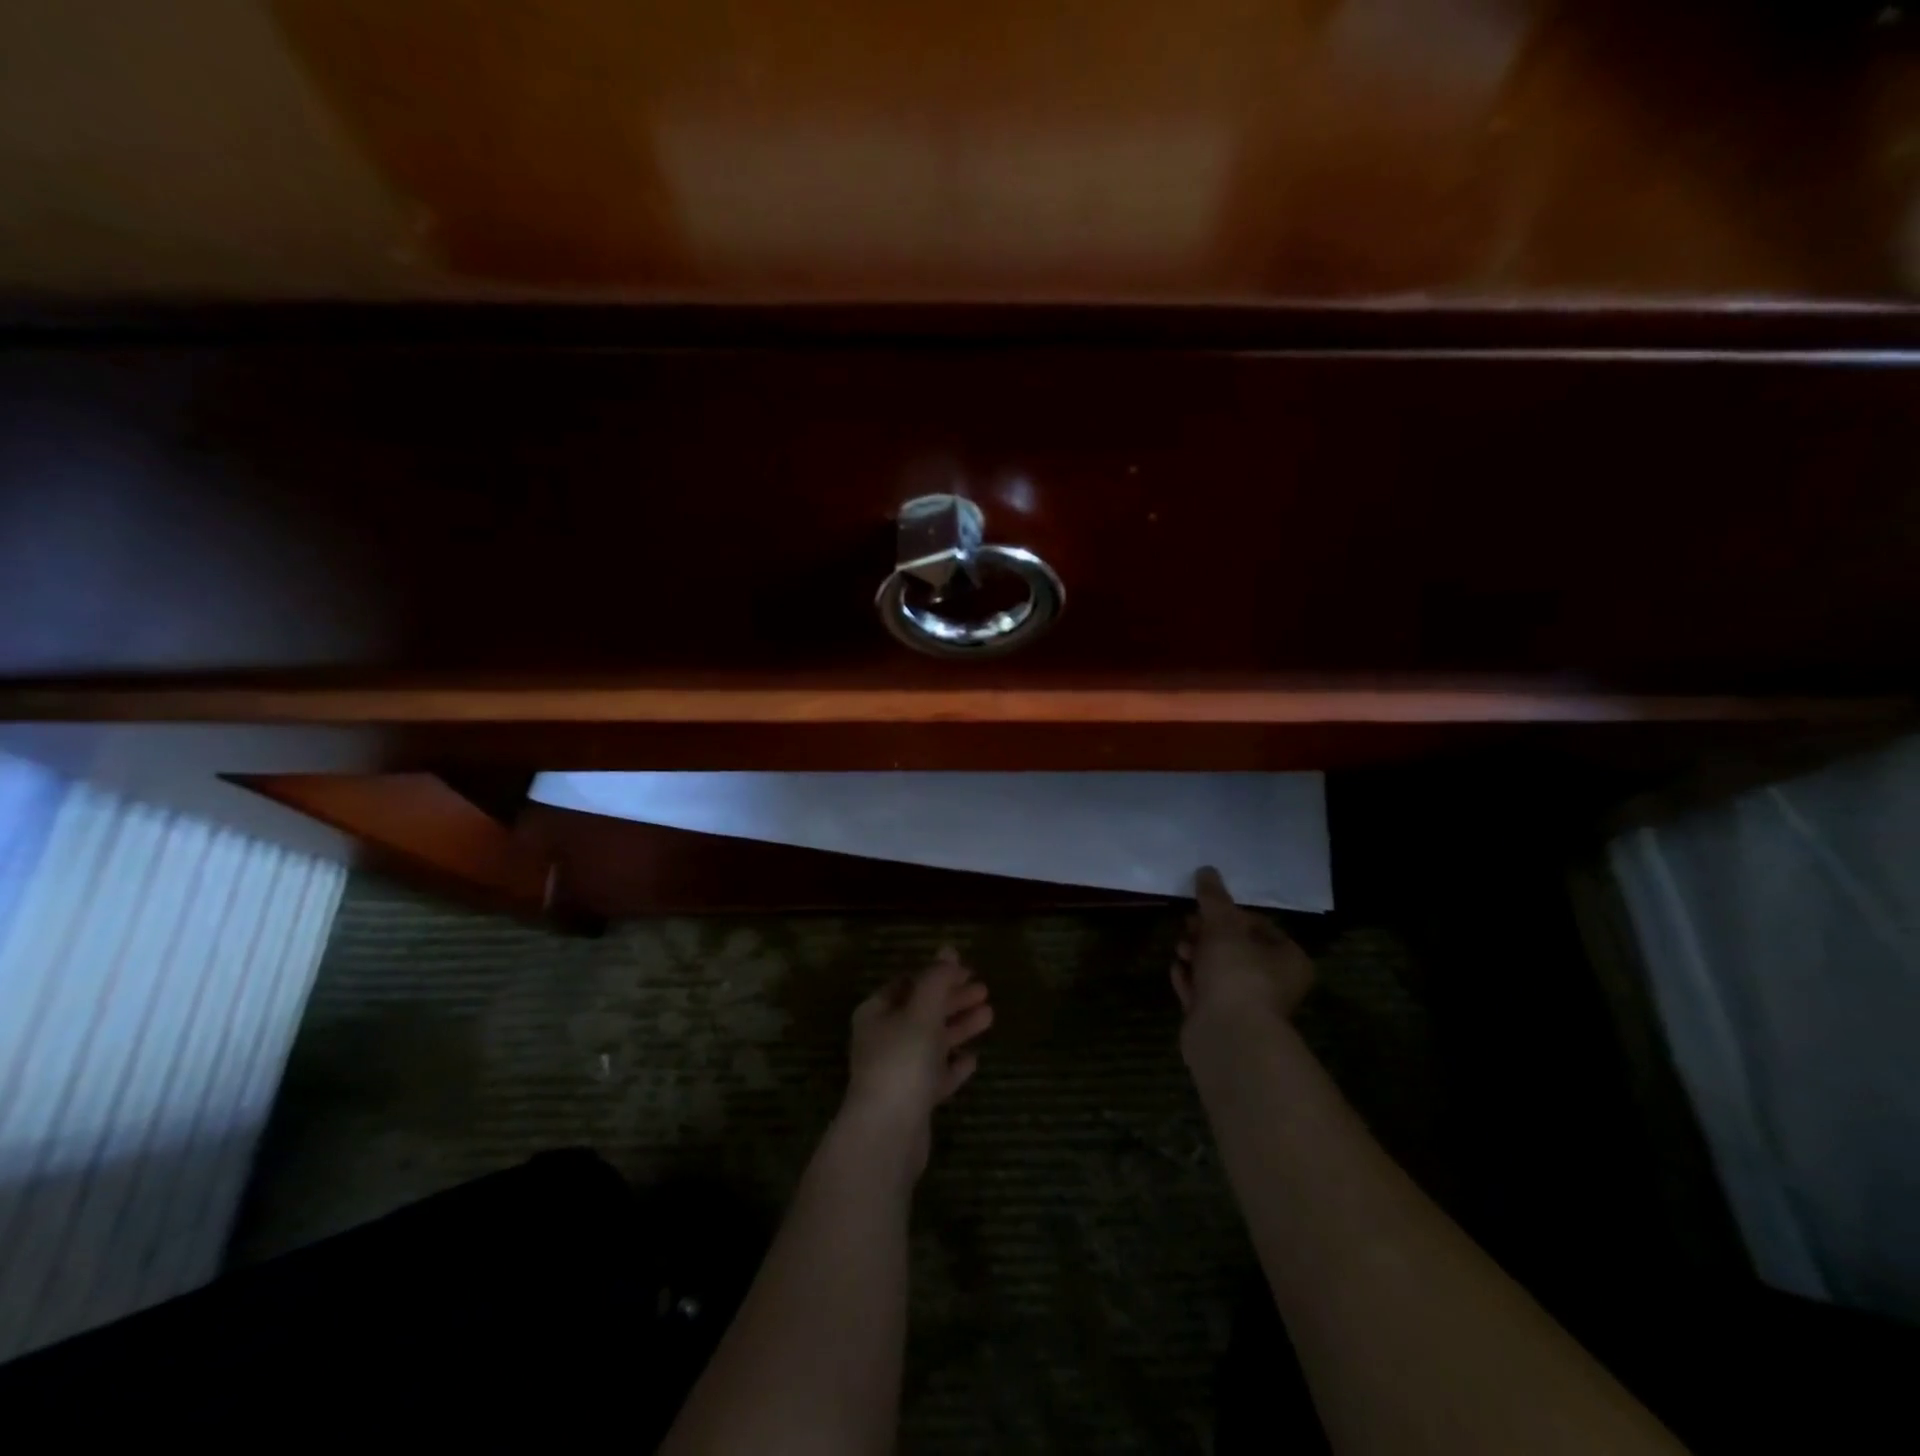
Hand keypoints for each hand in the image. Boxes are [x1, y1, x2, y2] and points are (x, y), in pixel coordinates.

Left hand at [842, 947, 993, 1167]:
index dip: (938, 974)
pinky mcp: (912, 1101)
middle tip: (985, 991)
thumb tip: (948, 949)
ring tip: (990, 1016)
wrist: (887, 1135)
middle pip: (923, 1011)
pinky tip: (973, 1059)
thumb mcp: (921, 1012)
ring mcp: (897, 1071)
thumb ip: (937, 979)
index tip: (968, 970)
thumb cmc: (901, 1062)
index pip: (908, 984)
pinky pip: (936, 1075)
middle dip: (953, 999)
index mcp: (876, 1013)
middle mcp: (883, 1039)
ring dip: (959, 1027)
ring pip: (932, 1042)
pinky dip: (953, 1065)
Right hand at [1172, 866, 1314, 1033]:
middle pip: (1235, 949)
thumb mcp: (1223, 925)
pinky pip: (1202, 993)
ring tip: (1179, 948)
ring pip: (1217, 971)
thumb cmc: (1237, 973)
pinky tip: (1176, 969)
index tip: (1205, 908)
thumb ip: (1213, 898)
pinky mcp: (1220, 1022)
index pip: (1259, 926)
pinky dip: (1189, 979)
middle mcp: (1272, 983)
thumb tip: (1206, 870)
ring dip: (1196, 956)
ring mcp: (1245, 1005)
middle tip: (1187, 925)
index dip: (1230, 914)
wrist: (1227, 1036)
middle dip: (1207, 934)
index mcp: (1288, 960)